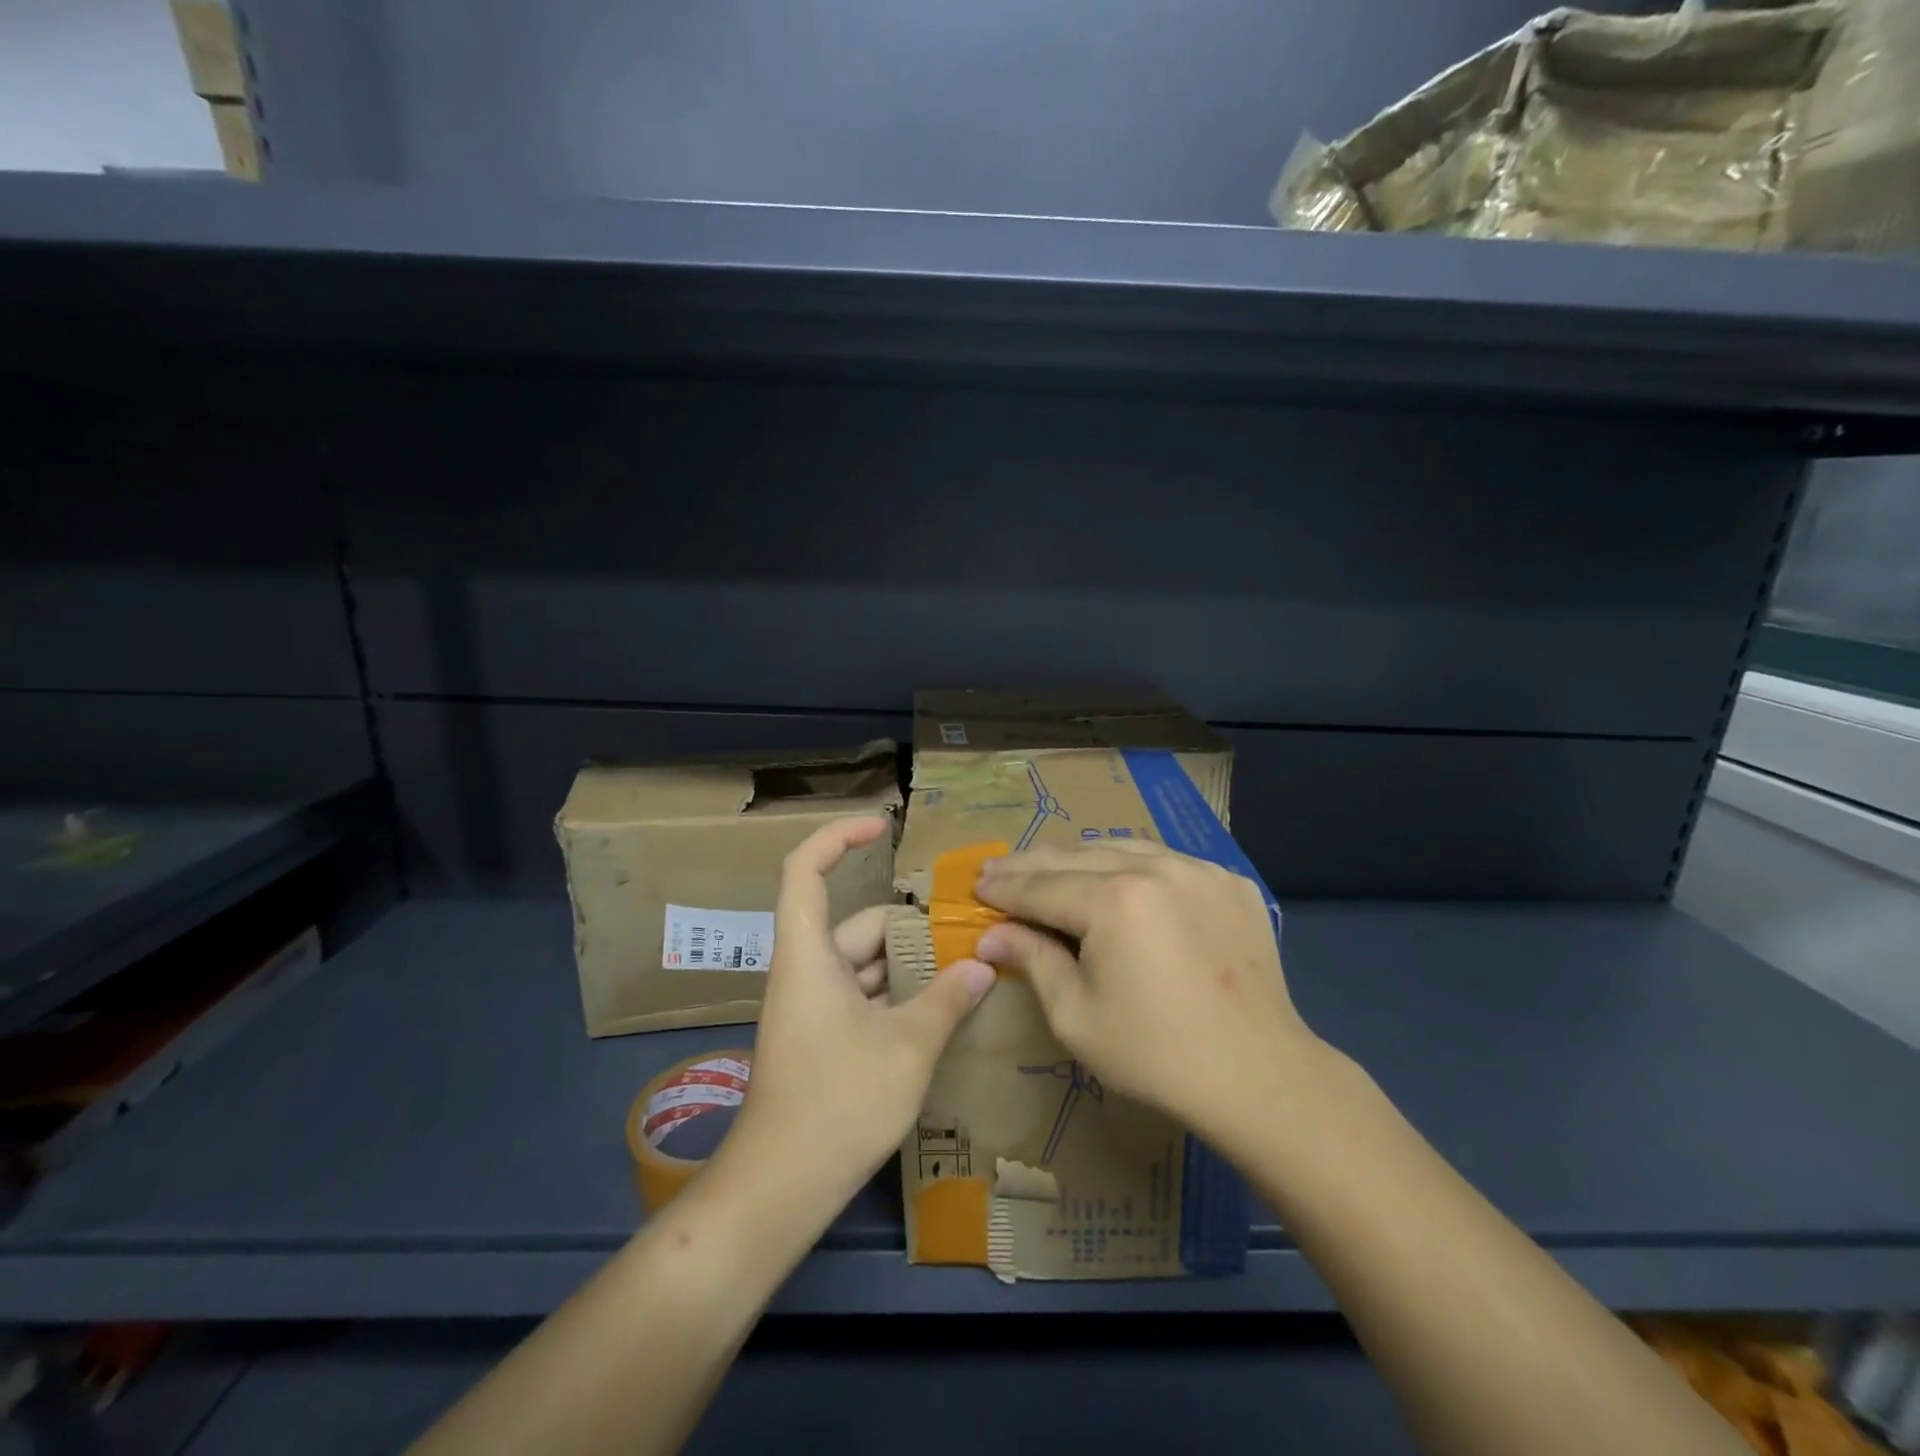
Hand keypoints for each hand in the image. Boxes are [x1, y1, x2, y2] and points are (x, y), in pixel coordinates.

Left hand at [727, 816, 994, 1208]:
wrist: (780, 1188)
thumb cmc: (837, 1103)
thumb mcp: (908, 1048)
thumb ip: (948, 1000)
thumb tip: (984, 965)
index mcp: (809, 955)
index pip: (806, 870)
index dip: (839, 837)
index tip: (883, 828)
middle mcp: (807, 970)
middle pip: (857, 924)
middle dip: (910, 926)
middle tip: (968, 932)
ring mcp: (813, 1006)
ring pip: (866, 964)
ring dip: (911, 965)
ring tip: (968, 970)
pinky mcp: (823, 1036)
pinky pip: (865, 996)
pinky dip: (900, 995)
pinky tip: (942, 1011)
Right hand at [974, 841, 1318, 1139]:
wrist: (1259, 1075)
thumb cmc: (1155, 1055)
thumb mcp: (1076, 1015)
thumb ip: (1033, 961)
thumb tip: (991, 936)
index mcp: (1113, 901)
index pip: (1041, 887)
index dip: (1004, 888)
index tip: (976, 885)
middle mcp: (1155, 868)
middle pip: (1076, 857)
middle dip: (1032, 864)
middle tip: (999, 869)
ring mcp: (1198, 869)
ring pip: (1122, 848)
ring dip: (1080, 857)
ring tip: (1050, 866)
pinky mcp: (1228, 882)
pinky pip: (1166, 861)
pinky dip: (1133, 865)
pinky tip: (1119, 879)